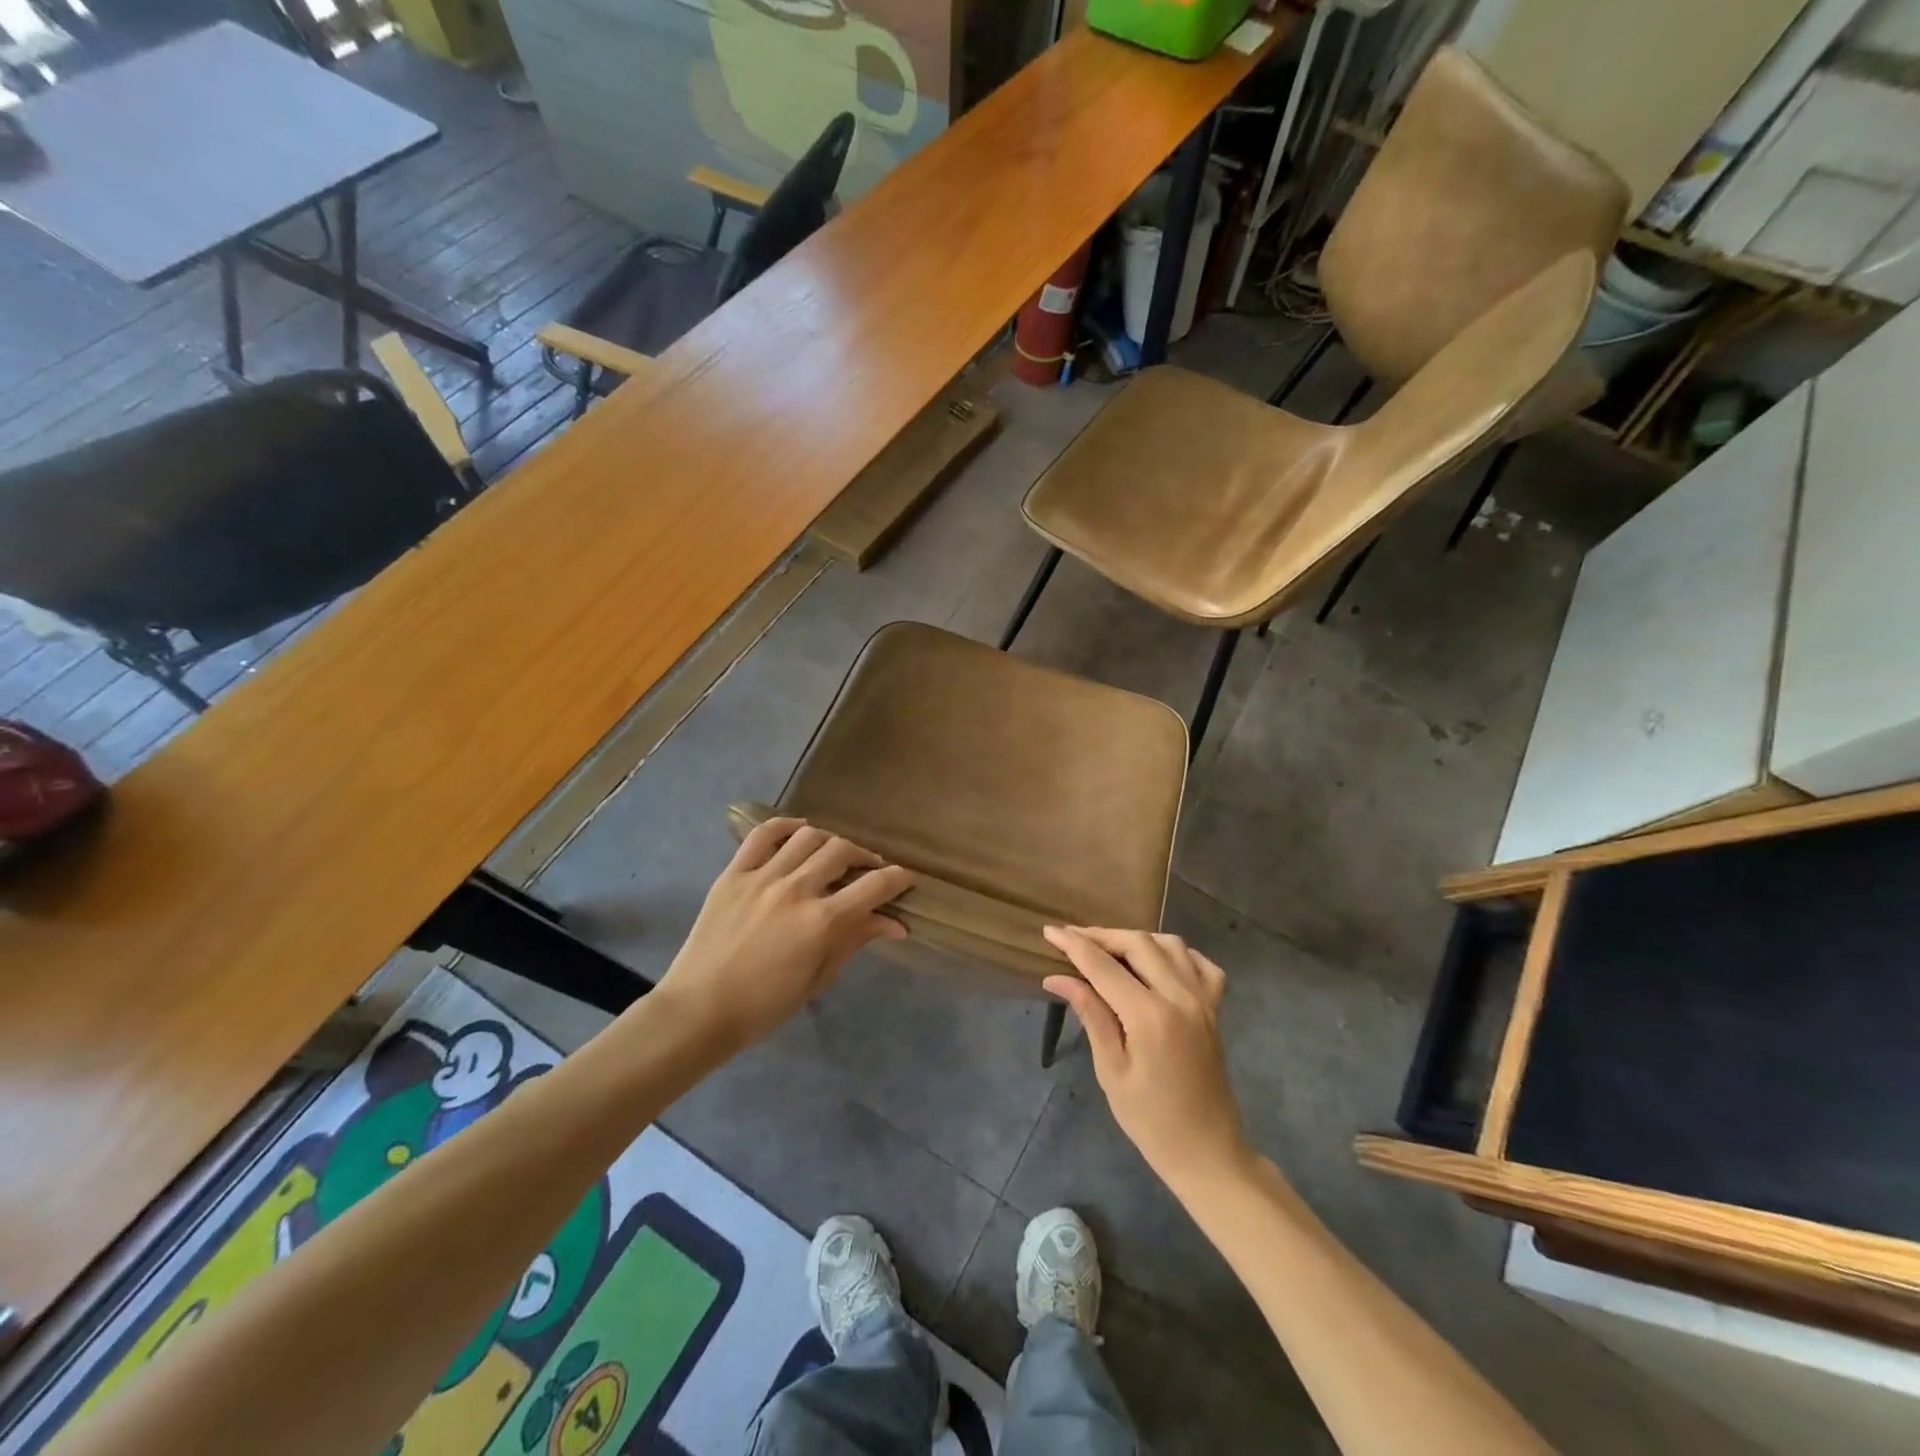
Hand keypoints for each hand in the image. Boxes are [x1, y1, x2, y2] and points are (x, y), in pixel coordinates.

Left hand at [658, 818, 912, 1050]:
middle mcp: (796, 889)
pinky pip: (762, 835)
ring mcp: (762, 877)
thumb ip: (854, 940)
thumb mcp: (818, 977)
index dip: (898, 878)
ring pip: (808, 837)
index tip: (906, 878)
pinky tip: (800, 831)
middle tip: (869, 870)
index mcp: (821, 921)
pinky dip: (786, 826)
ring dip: (830, 841)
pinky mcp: (734, 873)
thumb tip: (894, 923)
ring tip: (834, 854)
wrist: (699, 1010)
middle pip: (843, 851)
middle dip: (865, 857)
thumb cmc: (764, 1005)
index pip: (874, 886)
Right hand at [1043, 926, 1251, 1195]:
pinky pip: (1201, 964)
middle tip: (1073, 938)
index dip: (1074, 945)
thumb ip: (1090, 1015)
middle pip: (1137, 943)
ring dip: (1136, 939)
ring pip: (1169, 944)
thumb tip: (1057, 978)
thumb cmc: (1150, 1121)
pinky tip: (1158, 960)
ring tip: (1109, 948)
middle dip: (1102, 935)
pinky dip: (1177, 953)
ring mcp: (1203, 1000)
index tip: (1050, 931)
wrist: (1207, 1152)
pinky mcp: (1215, 1009)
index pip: (1104, 966)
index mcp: (1150, 1016)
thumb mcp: (1111, 1071)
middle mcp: (1180, 997)